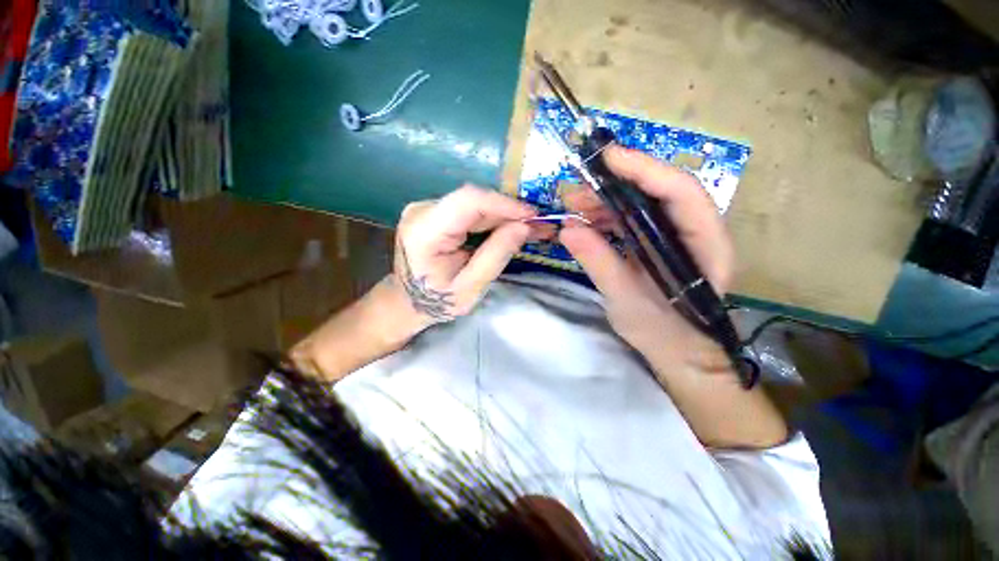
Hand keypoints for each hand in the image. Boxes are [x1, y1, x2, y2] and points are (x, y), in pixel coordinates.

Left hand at [393, 185, 538, 325]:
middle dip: (509, 212)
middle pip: (473, 201)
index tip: (532, 216)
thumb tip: (524, 226)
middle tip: (539, 225)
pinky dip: (492, 219)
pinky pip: (470, 210)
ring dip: (504, 216)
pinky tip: (511, 227)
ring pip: (475, 204)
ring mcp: (427, 209)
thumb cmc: (437, 301)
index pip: (468, 201)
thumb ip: (496, 255)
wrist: (408, 301)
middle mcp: (421, 211)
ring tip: (531, 228)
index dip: (504, 204)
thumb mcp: (471, 287)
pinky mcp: (435, 212)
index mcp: (424, 231)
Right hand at [560, 147, 735, 370]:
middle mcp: (694, 231)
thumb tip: (567, 229)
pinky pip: (631, 220)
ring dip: (605, 201)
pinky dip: (606, 217)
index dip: (646, 169)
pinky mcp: (656, 243)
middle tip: (575, 191)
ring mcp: (674, 236)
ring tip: (573, 207)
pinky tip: (584, 223)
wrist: (677, 352)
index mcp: (705, 245)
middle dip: (615, 185)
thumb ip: (600, 263)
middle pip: (658, 192)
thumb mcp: (627, 301)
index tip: (607, 158)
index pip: (681, 193)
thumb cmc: (663, 333)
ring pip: (641, 204)